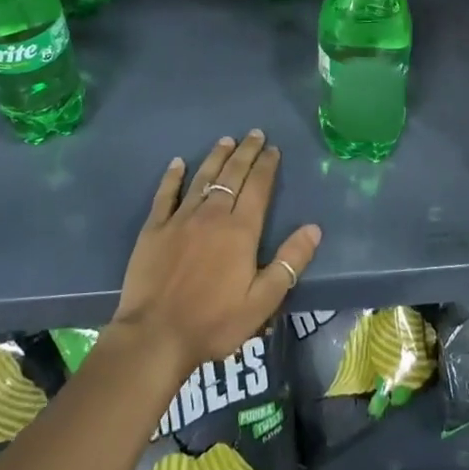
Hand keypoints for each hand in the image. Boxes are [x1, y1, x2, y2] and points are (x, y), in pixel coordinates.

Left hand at [110, 131, 321, 378]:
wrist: (155, 336)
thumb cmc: (214, 322)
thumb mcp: (262, 301)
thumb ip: (289, 263)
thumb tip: (314, 228)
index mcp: (240, 231)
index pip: (258, 188)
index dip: (267, 166)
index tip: (273, 149)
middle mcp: (212, 215)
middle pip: (232, 175)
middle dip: (246, 152)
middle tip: (254, 133)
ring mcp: (180, 219)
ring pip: (202, 178)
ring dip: (216, 157)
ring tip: (226, 140)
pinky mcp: (154, 228)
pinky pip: (165, 194)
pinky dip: (172, 177)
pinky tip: (177, 163)